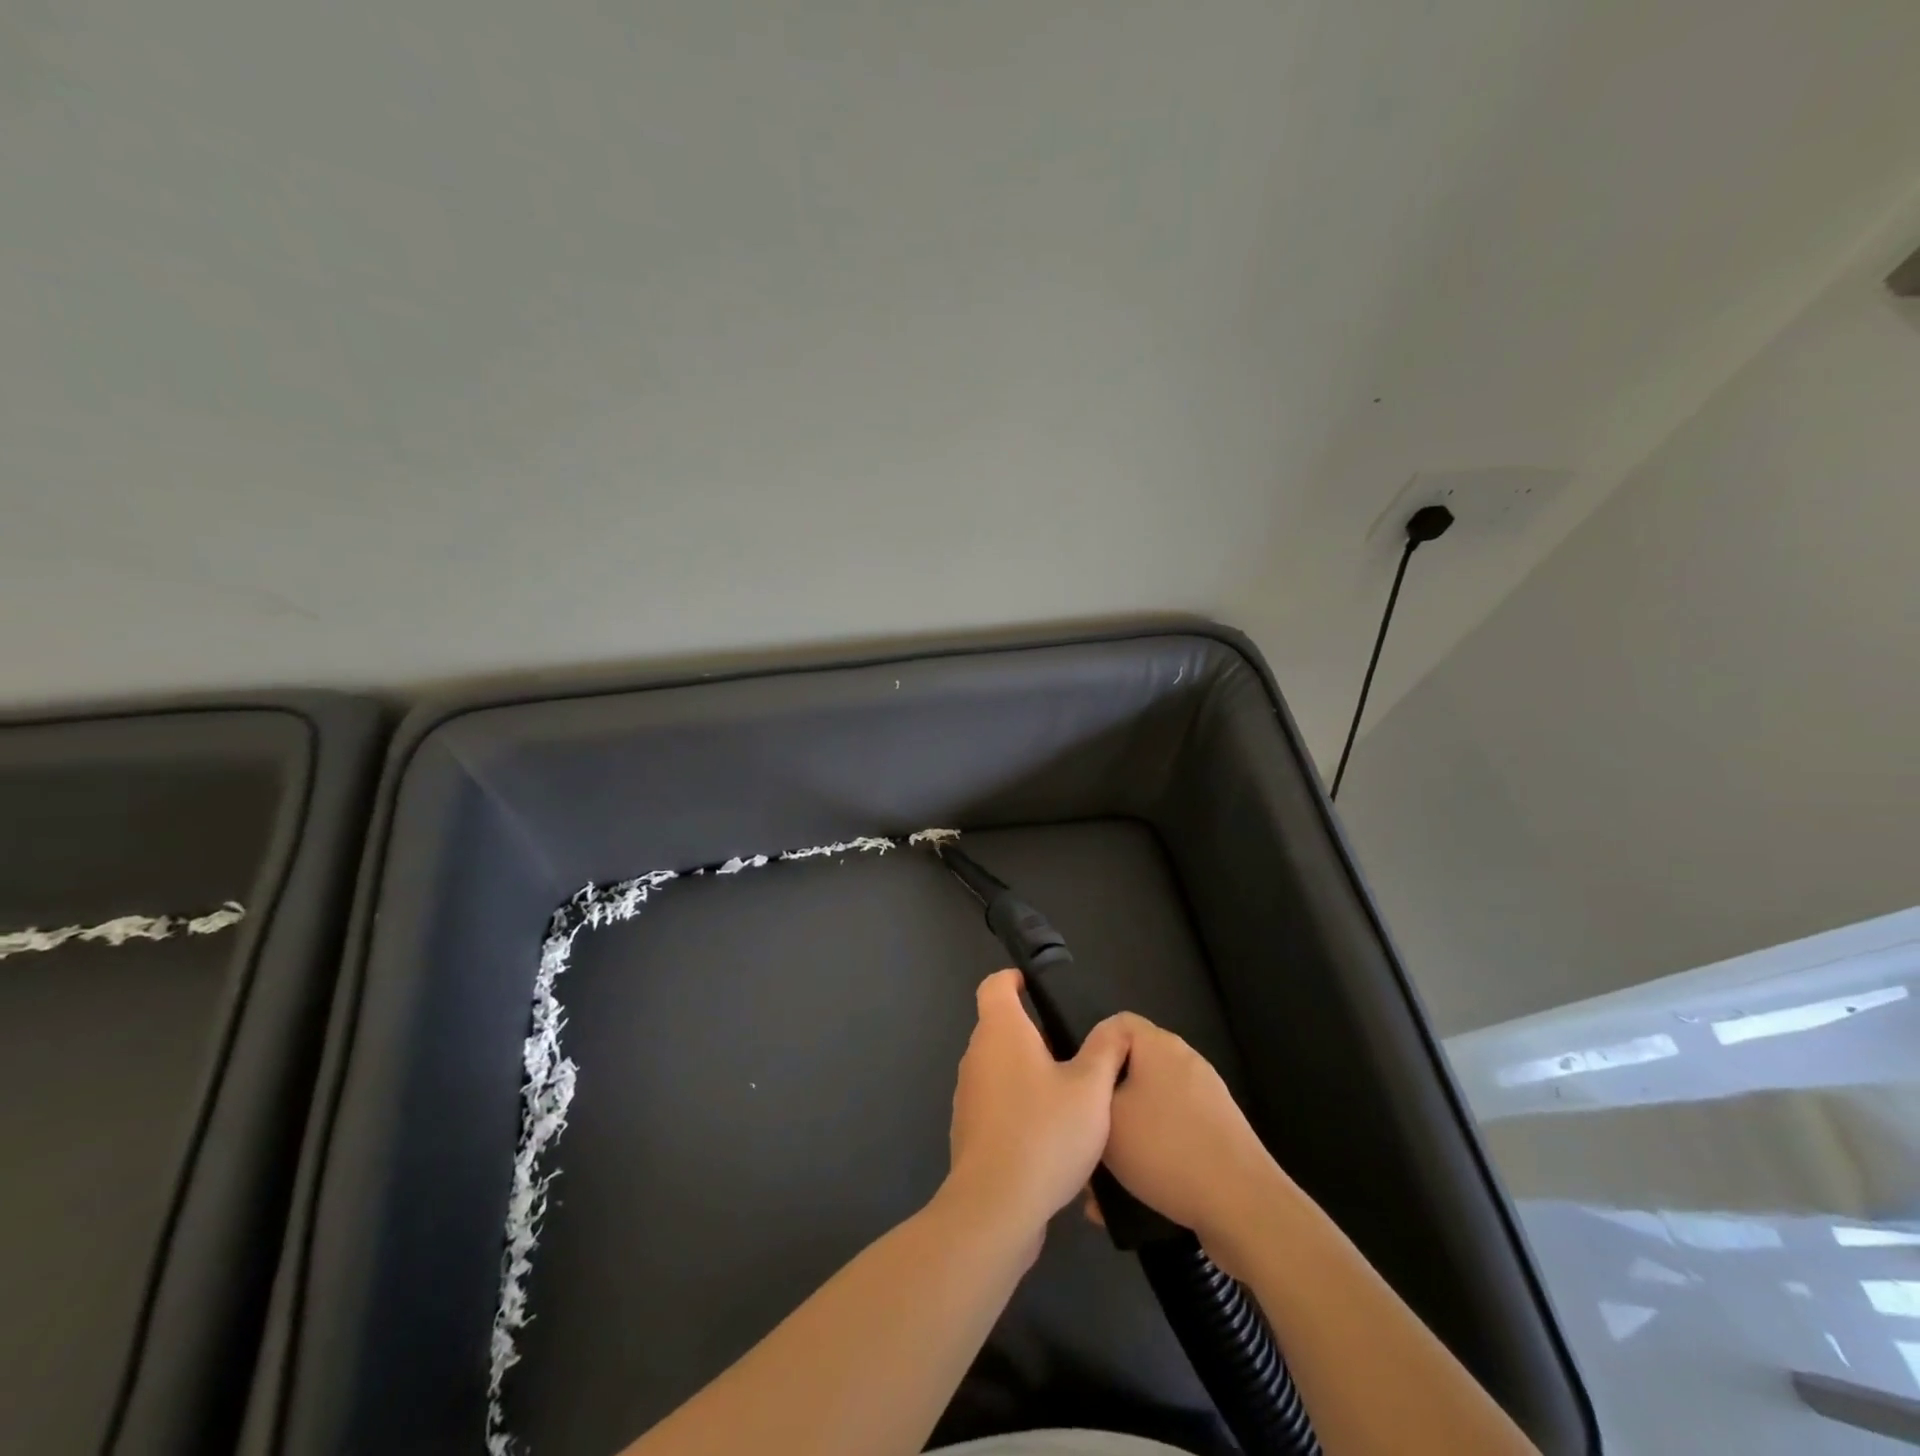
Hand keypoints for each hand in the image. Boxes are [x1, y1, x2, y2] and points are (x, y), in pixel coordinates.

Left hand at [944, 970, 1131, 1251]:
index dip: (1014, 979)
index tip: (1038, 989)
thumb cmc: (1045, 1133)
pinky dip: (1018, 1105)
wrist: (996, 1207)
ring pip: (998, 1067)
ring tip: (1068, 1094)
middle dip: (1032, 1032)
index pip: (995, 985)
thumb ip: (1106, 1050)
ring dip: (1027, 1072)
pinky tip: (1050, 1135)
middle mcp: (977, 1055)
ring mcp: (968, 1094)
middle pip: (999, 1026)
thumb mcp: (1091, 1089)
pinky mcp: (968, 1130)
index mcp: (1001, 1031)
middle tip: (1073, 1050)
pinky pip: (996, 1102)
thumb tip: (1115, 1025)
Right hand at [1094, 1014, 1286, 1273]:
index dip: (1090, 1049)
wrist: (1244, 1207)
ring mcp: (1206, 1099)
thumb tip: (1090, 1090)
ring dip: (1124, 1139)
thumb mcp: (1107, 1117)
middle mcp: (1185, 1062)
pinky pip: (1171, 1135)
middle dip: (1105, 1103)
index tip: (1077, 1086)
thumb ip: (1088, 1095)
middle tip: (1085, 1133)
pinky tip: (1129, 1200)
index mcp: (1159, 1045)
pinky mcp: (1218, 1135)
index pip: (1115, 1024)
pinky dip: (1150, 1158)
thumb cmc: (1165, 1149)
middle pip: (1131, 1069)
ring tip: (1101, 1180)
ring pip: (1148, 1109)